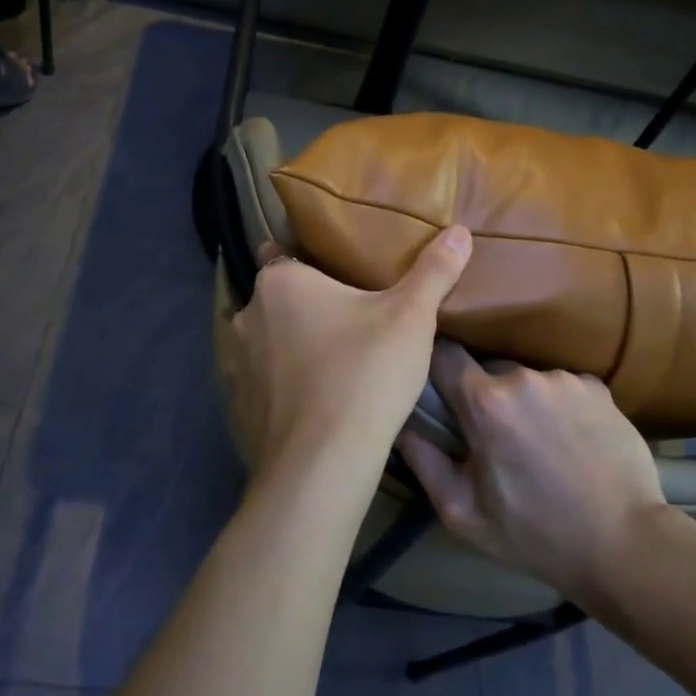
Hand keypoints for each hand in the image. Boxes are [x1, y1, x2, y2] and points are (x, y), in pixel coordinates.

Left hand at [222, 226, 471, 485]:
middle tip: (349, 321)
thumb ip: (434, 271)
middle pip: (279, 300)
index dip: (311, 265)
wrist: (324, 463)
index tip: (339, 278)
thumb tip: (460, 231)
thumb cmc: (365, 373)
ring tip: (334, 362)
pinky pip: (263, 383)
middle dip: (305, 308)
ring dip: (290, 347)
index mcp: (281, 282)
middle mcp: (247, 315)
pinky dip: (282, 386)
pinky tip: (315, 401)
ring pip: (268, 342)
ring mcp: (236, 363)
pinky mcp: (238, 405)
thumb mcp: (411, 317)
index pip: (286, 255)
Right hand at [399, 342, 676, 600]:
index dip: (433, 364)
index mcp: (485, 402)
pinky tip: (571, 442)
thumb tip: (399, 420)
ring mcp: (564, 379)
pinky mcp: (597, 387)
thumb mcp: (461, 510)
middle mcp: (523, 376)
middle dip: (483, 397)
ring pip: (526, 379)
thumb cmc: (533, 534)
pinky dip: (558, 407)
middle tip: (493, 438)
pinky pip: (561, 387)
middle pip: (486, 370)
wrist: (624, 545)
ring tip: (538, 445)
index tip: (433, 383)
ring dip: (523, 403)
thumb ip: (422, 458)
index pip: (443, 353)